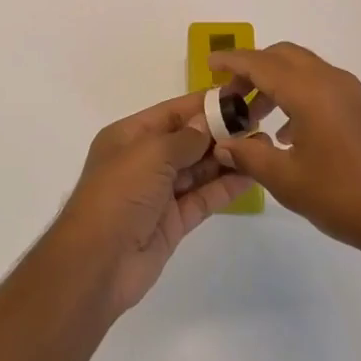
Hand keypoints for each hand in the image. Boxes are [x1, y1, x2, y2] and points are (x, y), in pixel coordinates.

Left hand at [48, 92, 254, 317]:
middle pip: (187, 140)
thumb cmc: (119, 195)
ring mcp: (159, 192)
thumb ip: (185, 138)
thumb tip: (207, 124)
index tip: (238, 96)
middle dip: (220, 131)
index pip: (172, 113)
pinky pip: (203, 197)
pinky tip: (251, 174)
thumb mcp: (150, 154)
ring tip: (263, 146)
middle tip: (259, 121)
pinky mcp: (173, 222)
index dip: (203, 104)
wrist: (98, 263)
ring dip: (227, 158)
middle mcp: (143, 160)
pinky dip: (225, 186)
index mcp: (129, 136)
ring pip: (198, 169)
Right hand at [209, 42, 360, 262]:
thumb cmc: (345, 197)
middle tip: (231, 96)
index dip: (231, 61)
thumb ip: (250, 156)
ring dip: (275, 83)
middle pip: (282, 56)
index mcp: (308, 91)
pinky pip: (321, 85)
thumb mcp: (287, 180)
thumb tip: (223, 144)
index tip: (209, 65)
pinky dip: (297, 94)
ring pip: (303, 69)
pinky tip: (290, 134)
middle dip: (252, 69)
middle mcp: (330, 80)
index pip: (260, 63)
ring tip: (256, 118)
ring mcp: (351, 92)